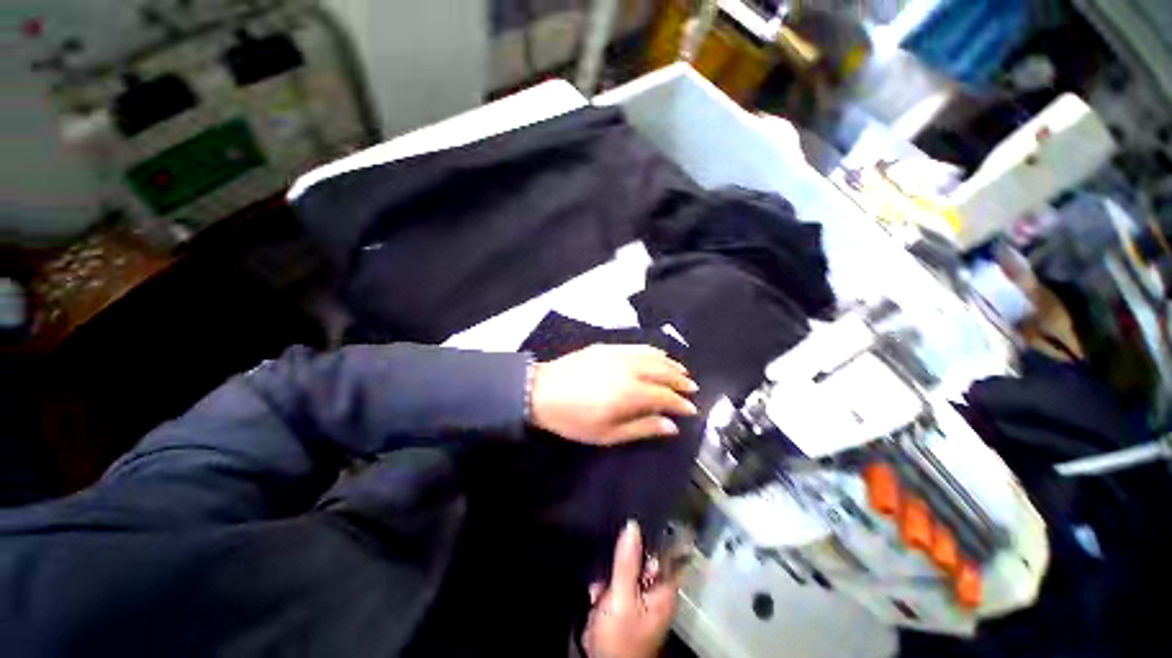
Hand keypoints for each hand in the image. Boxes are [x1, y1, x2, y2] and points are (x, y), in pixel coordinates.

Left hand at [530, 344, 697, 444]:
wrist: (541, 391)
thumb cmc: (574, 419)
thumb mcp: (606, 434)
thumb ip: (641, 428)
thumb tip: (671, 426)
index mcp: (630, 393)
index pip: (665, 396)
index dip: (680, 403)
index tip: (691, 409)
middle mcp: (629, 369)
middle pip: (663, 372)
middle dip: (680, 381)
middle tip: (692, 388)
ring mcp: (618, 354)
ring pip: (653, 356)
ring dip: (670, 364)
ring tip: (682, 371)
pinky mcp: (607, 346)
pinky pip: (637, 346)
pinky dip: (653, 351)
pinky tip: (659, 355)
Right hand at [583, 521, 678, 657]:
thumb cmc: (620, 636)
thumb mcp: (622, 597)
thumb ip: (627, 562)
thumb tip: (633, 525)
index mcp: (664, 590)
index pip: (666, 553)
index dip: (655, 535)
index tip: (639, 517)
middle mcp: (655, 593)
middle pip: (643, 560)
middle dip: (624, 558)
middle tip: (611, 560)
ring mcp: (638, 601)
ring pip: (626, 571)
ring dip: (611, 575)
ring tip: (601, 588)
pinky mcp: (623, 607)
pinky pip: (616, 586)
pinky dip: (605, 588)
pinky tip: (596, 596)